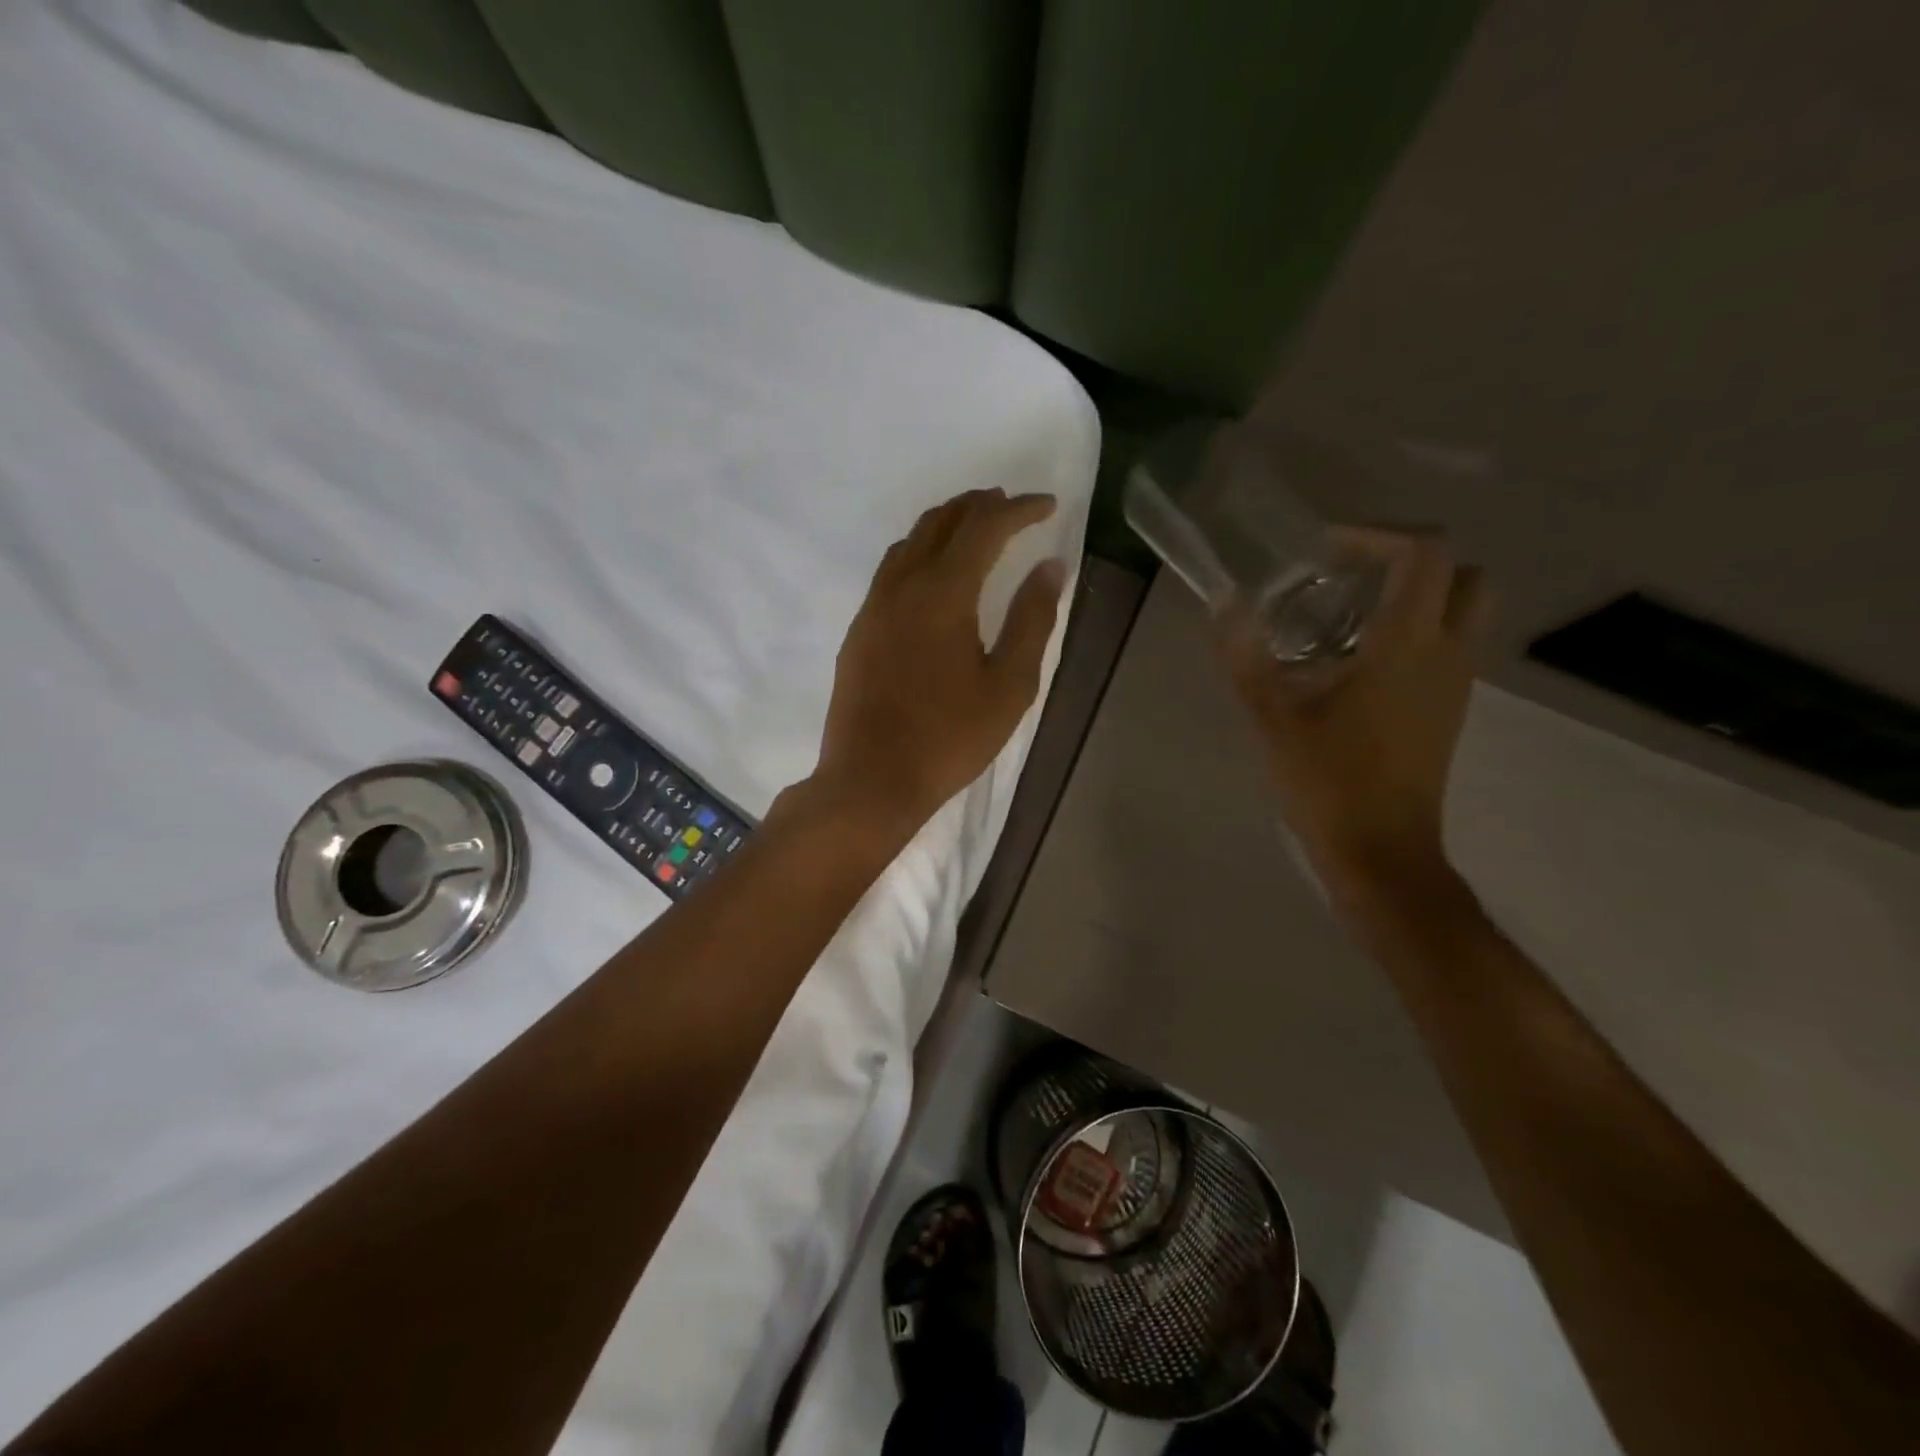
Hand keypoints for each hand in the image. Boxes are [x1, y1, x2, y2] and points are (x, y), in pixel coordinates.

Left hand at [812, 489, 1066, 836]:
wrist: (871, 780)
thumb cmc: (949, 739)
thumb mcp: (1009, 685)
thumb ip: (1032, 620)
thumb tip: (1049, 567)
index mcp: (943, 592)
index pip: (984, 528)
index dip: (1019, 510)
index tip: (1047, 506)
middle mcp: (902, 585)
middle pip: (941, 522)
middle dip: (979, 505)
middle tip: (1010, 505)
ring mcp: (873, 607)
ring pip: (909, 542)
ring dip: (945, 525)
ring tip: (974, 529)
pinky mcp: (859, 631)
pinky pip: (891, 570)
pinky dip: (920, 552)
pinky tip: (934, 574)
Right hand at [1220, 528, 1490, 894]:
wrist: (1380, 852)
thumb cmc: (1328, 783)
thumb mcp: (1273, 718)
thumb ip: (1247, 657)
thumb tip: (1225, 604)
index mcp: (1408, 647)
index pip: (1423, 555)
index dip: (1377, 535)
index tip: (1326, 549)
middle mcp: (1446, 655)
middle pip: (1462, 575)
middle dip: (1409, 561)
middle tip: (1349, 575)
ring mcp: (1455, 685)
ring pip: (1460, 612)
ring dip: (1413, 597)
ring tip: (1344, 615)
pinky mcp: (1447, 711)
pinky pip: (1446, 647)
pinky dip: (1413, 632)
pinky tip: (1354, 661)